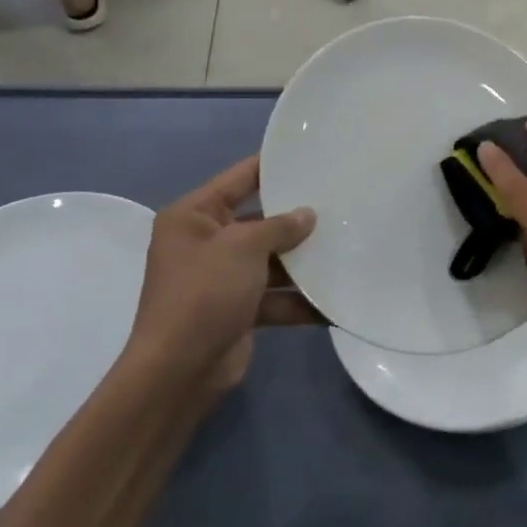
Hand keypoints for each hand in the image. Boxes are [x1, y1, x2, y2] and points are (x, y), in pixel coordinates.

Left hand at [124, 157, 318, 407]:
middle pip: (259, 221)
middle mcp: (205, 242)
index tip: (311, 155)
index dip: (273, 166)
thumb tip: (308, 215)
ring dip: (303, 262)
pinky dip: (299, 300)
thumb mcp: (243, 247)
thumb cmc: (204, 293)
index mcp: (193, 216)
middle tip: (340, 203)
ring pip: (271, 260)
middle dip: (296, 219)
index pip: (239, 178)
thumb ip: (279, 226)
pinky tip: (334, 301)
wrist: (179, 371)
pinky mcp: (238, 310)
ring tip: (347, 247)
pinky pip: (274, 296)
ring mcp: (221, 278)